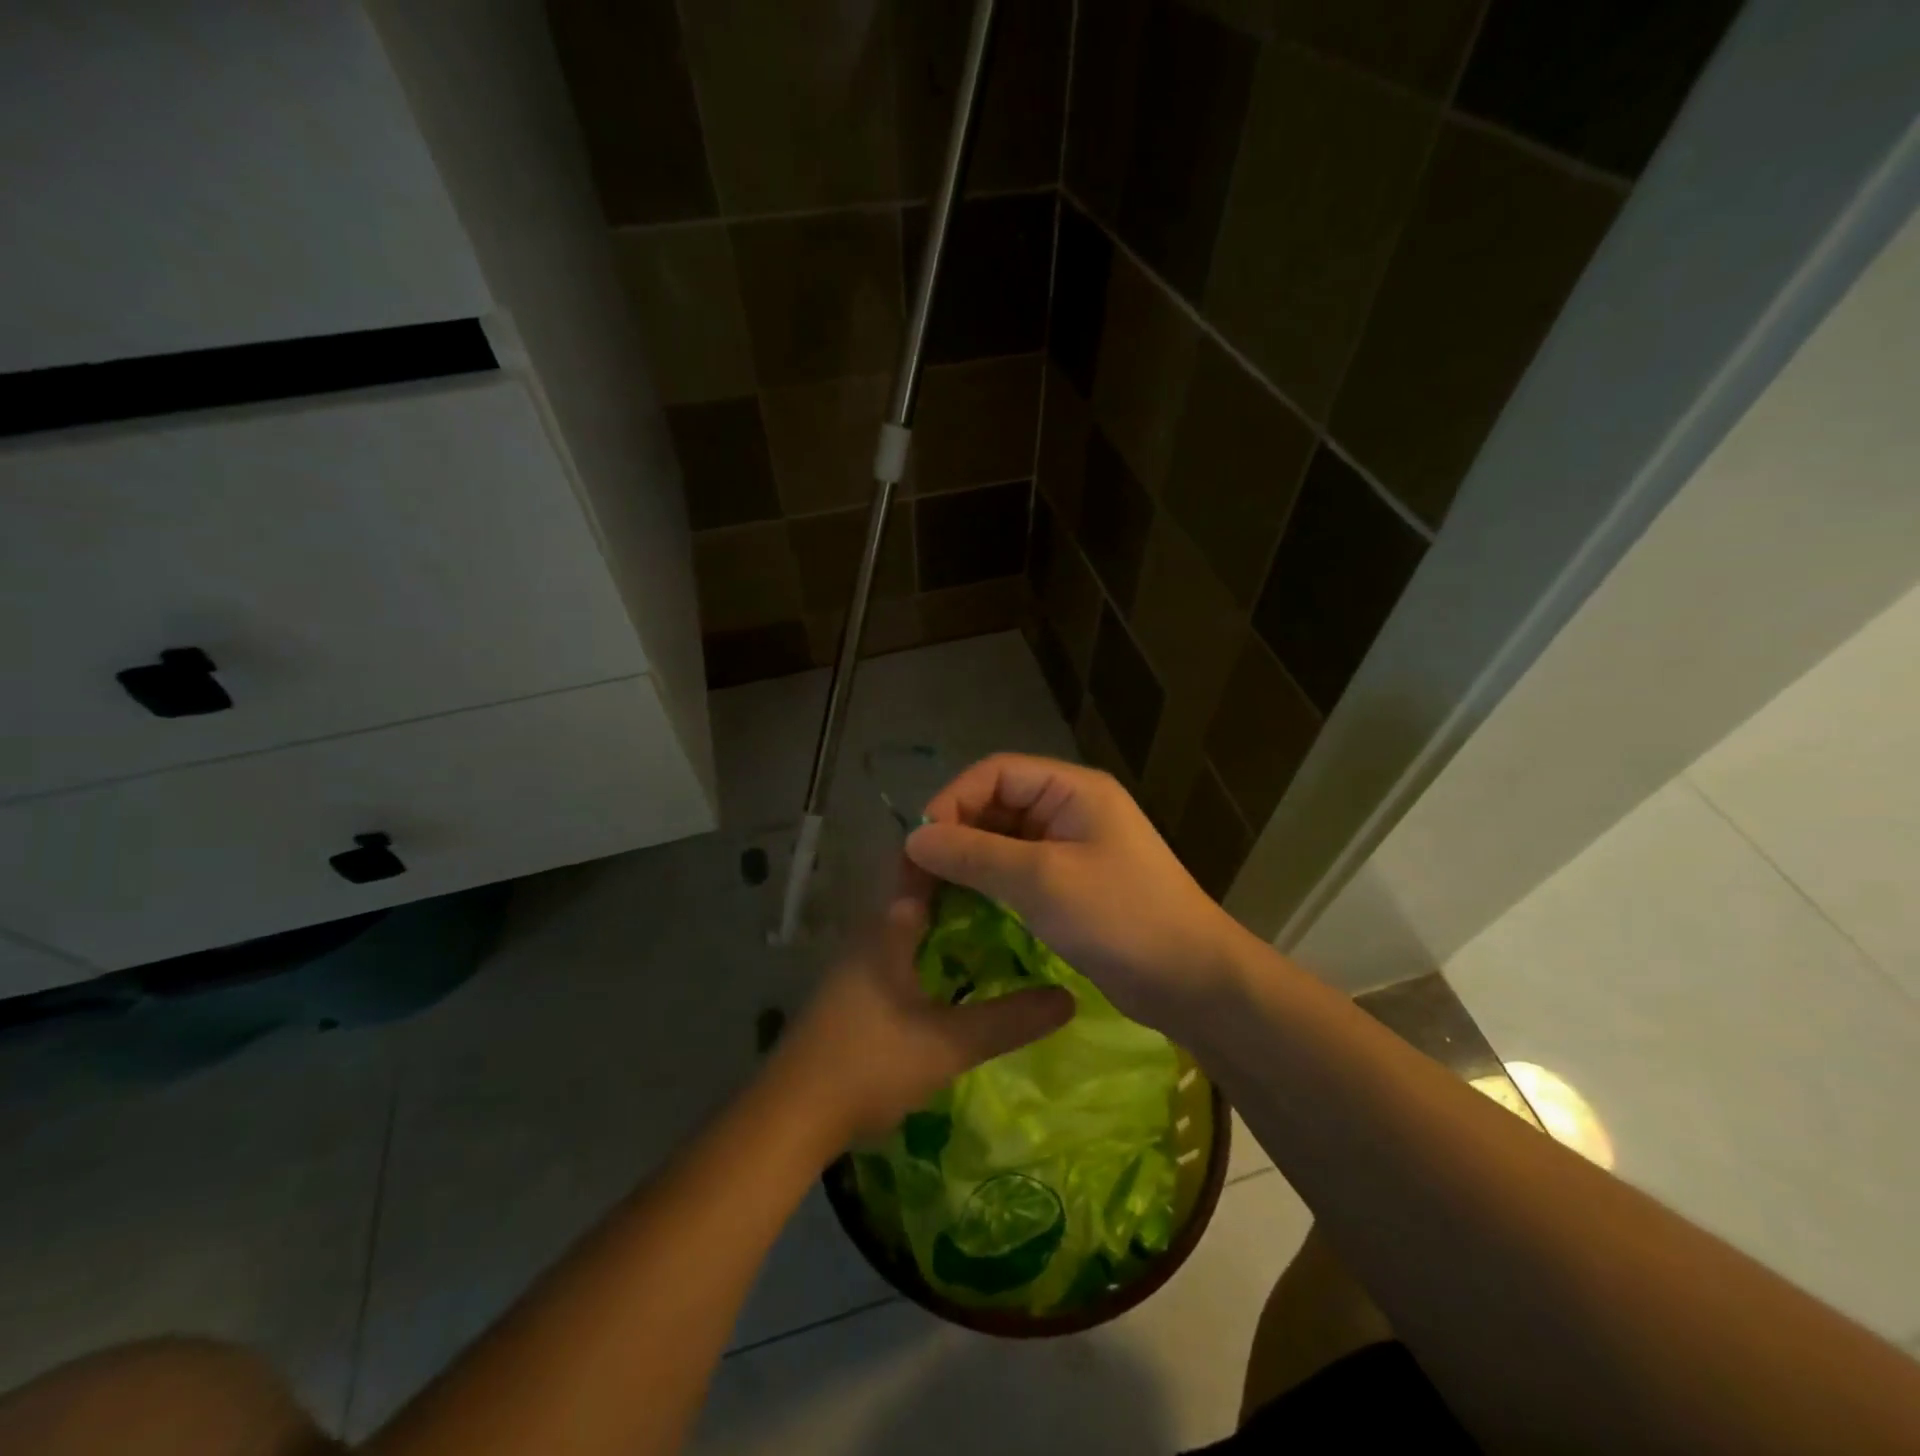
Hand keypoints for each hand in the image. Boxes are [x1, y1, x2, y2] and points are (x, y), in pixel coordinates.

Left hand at [773, 864, 1073, 1147]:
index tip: (1004, 846)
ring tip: (1002, 922)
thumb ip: (1009, 1020)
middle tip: (1017, 888)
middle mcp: (870, 933)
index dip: (961, 850)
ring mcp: (857, 963)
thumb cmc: (869, 1065)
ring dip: (948, 919)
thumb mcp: (948, 1044)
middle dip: (966, 886)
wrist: (792, 1117)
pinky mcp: (853, 991)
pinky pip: (900, 952)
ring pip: (910, 925)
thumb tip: (1069, 997)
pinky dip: (931, 949)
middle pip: (921, 893)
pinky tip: (958, 970)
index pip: (924, 866)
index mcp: (888, 927)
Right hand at [905, 754, 1252, 1040]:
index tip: (920, 845)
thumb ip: (975, 854)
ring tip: (930, 895)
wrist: (1191, 981)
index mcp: (1072, 789)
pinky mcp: (1068, 885)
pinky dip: (987, 886)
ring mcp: (1069, 848)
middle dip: (955, 834)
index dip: (952, 800)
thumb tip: (914, 838)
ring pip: (1001, 841)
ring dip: (967, 863)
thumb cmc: (1121, 917)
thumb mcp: (1042, 880)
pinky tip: (961, 909)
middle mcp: (1068, 809)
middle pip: (995, 805)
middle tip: (917, 877)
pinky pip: (1015, 872)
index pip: (995, 772)